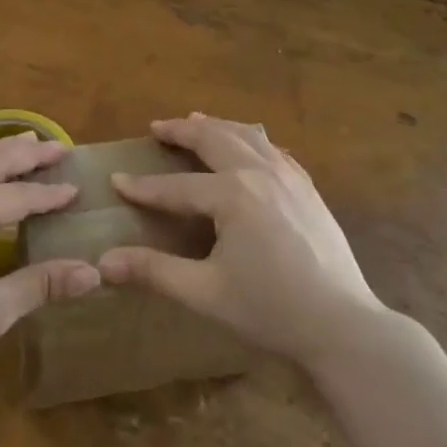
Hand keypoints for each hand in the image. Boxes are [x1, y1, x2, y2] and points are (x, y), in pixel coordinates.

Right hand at [98, 113, 385, 369]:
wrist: (343, 324)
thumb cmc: (270, 310)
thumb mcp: (205, 292)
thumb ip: (154, 272)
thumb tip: (104, 263)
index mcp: (232, 194)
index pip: (176, 186)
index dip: (144, 186)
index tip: (116, 180)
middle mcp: (259, 172)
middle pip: (214, 139)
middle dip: (182, 131)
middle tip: (158, 127)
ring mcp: (289, 176)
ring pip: (247, 134)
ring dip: (217, 126)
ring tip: (196, 121)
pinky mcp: (307, 188)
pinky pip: (274, 149)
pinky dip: (251, 139)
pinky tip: (248, 146)